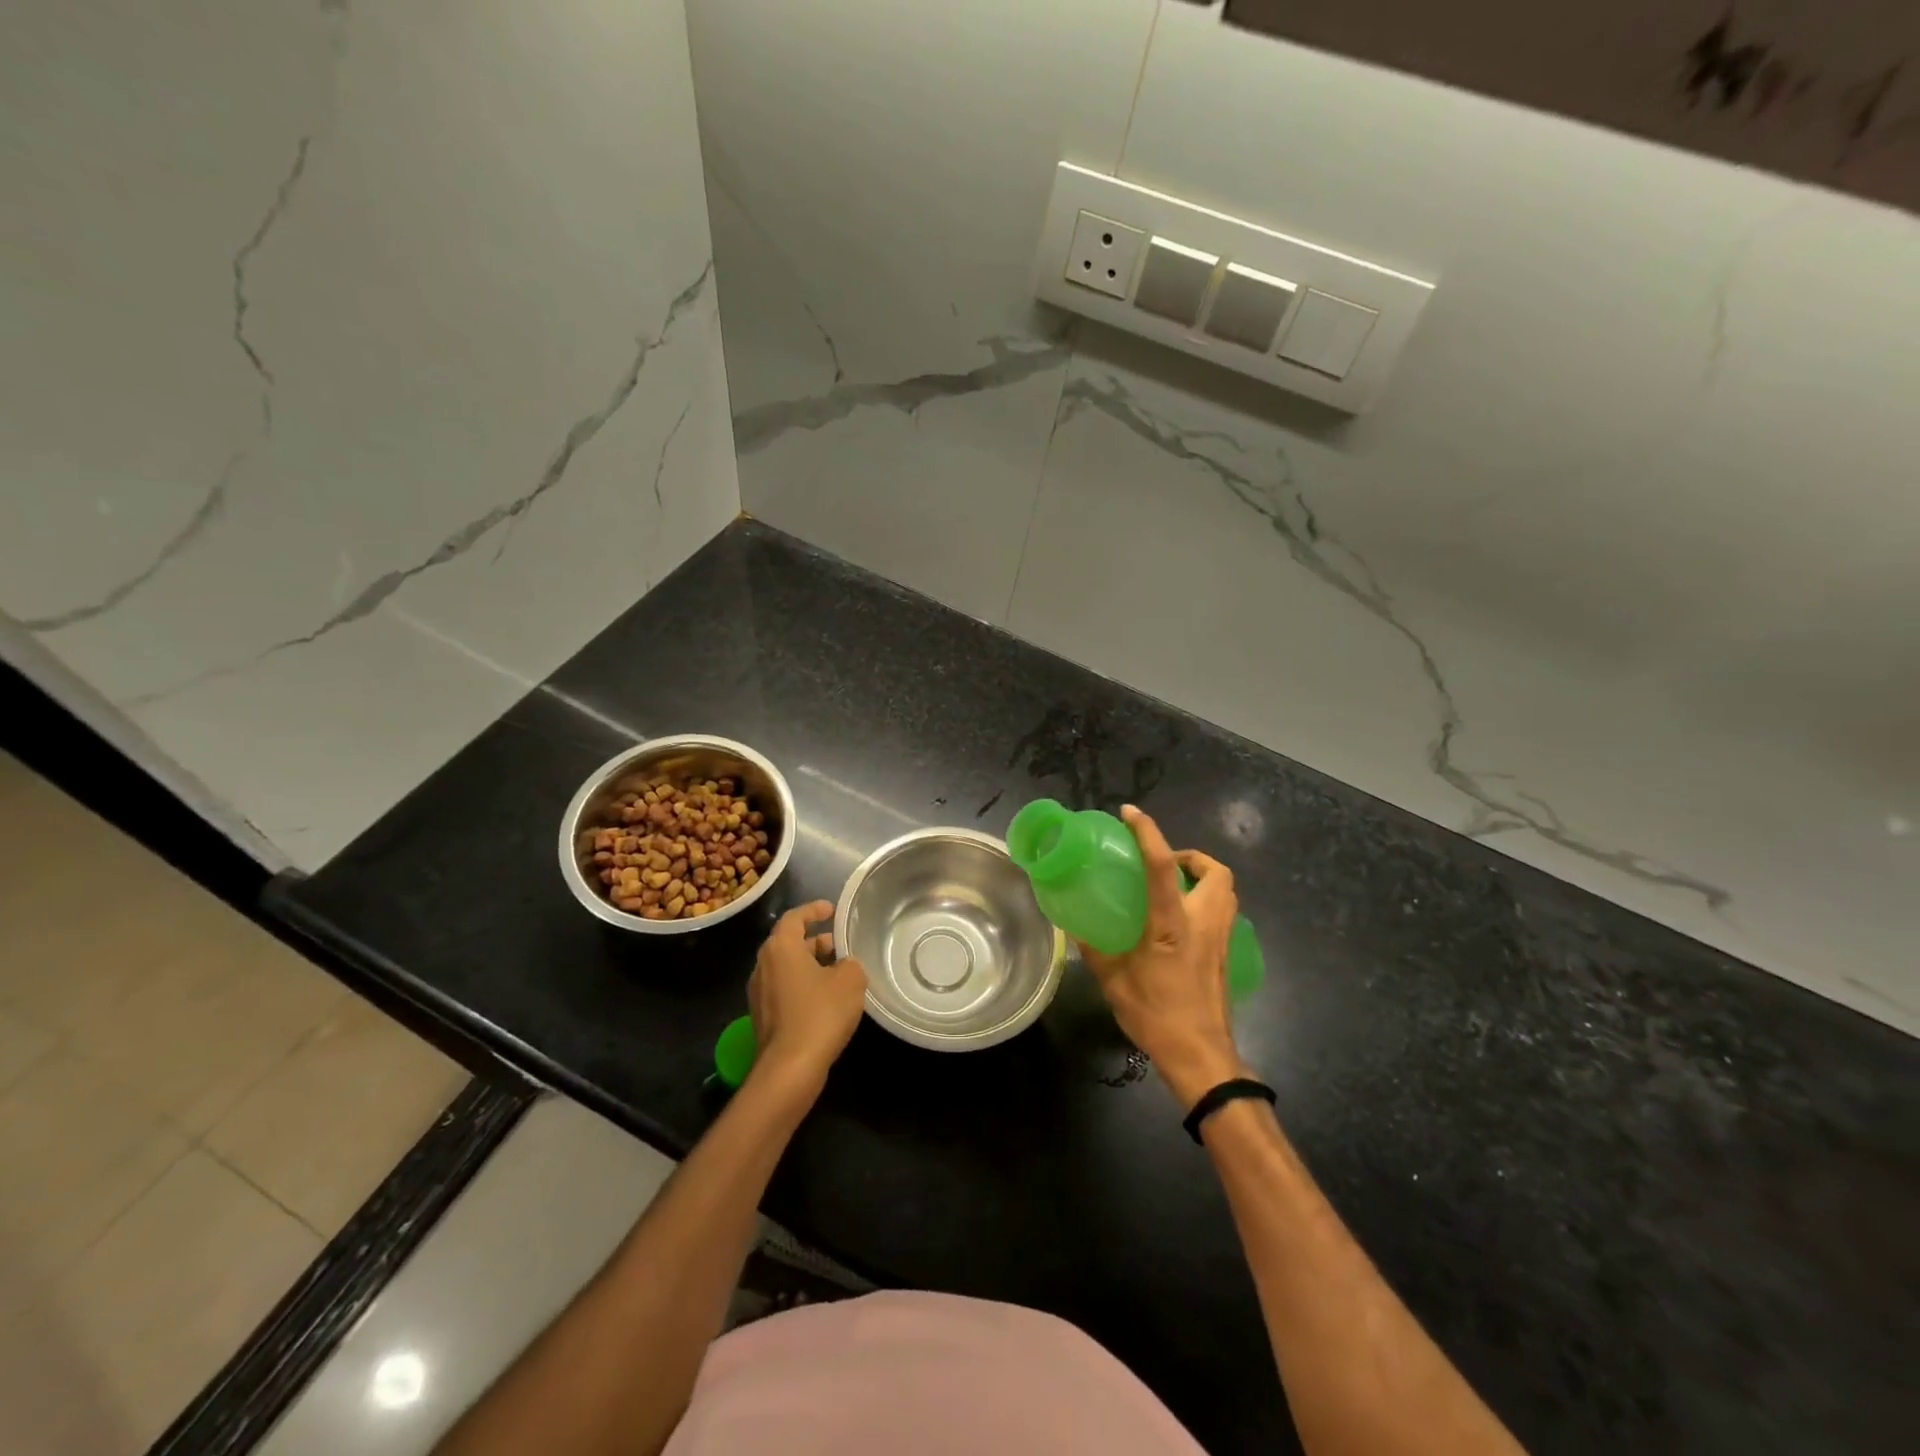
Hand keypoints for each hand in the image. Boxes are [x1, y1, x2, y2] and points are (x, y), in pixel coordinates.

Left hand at [746, 901, 866, 1094]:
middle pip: (788, 943)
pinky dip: (803, 986)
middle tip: (839, 945)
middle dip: (814, 941)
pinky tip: (826, 1000)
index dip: (813, 910)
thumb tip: (844, 966)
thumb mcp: (850, 980)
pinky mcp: (762, 1017)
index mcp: (780, 948)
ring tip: (837, 972)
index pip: (795, 917)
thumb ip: (850, 964)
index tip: (831, 910)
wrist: (789, 1069)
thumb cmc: (820, 1014)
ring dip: (810, 965)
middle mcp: (763, 965)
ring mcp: (759, 993)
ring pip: (786, 968)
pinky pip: (784, 990)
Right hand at [1079, 806, 1247, 1108]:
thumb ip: (1095, 950)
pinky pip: (1223, 913)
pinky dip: (1206, 903)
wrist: (1201, 1056)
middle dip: (1192, 857)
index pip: (1163, 866)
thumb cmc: (1156, 1015)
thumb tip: (1074, 929)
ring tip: (1173, 888)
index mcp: (1172, 924)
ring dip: (1204, 878)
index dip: (1148, 833)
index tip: (1131, 813)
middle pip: (1216, 871)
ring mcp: (1221, 939)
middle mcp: (1203, 922)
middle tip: (1164, 864)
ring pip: (1226, 890)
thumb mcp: (1114, 981)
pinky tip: (1181, 922)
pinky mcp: (1228, 955)